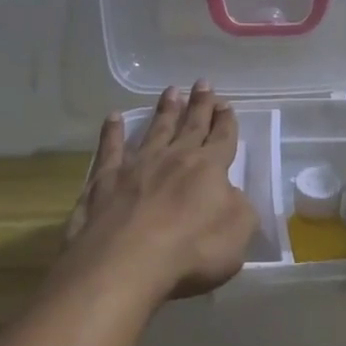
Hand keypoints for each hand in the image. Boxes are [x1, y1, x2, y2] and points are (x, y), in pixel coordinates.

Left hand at [63, 82, 258, 302]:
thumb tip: (231, 194)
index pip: (223, 138)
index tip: (227, 104)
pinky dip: (112, 132)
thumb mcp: (238, 234)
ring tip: (171, 91)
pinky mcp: (105, 180)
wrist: (126, 263)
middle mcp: (174, 158)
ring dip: (165, 110)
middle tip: (203, 83)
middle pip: (191, 126)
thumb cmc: (191, 251)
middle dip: (200, 105)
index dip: (226, 122)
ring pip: (155, 130)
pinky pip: (110, 148)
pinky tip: (113, 118)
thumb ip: (240, 209)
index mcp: (209, 168)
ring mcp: (137, 166)